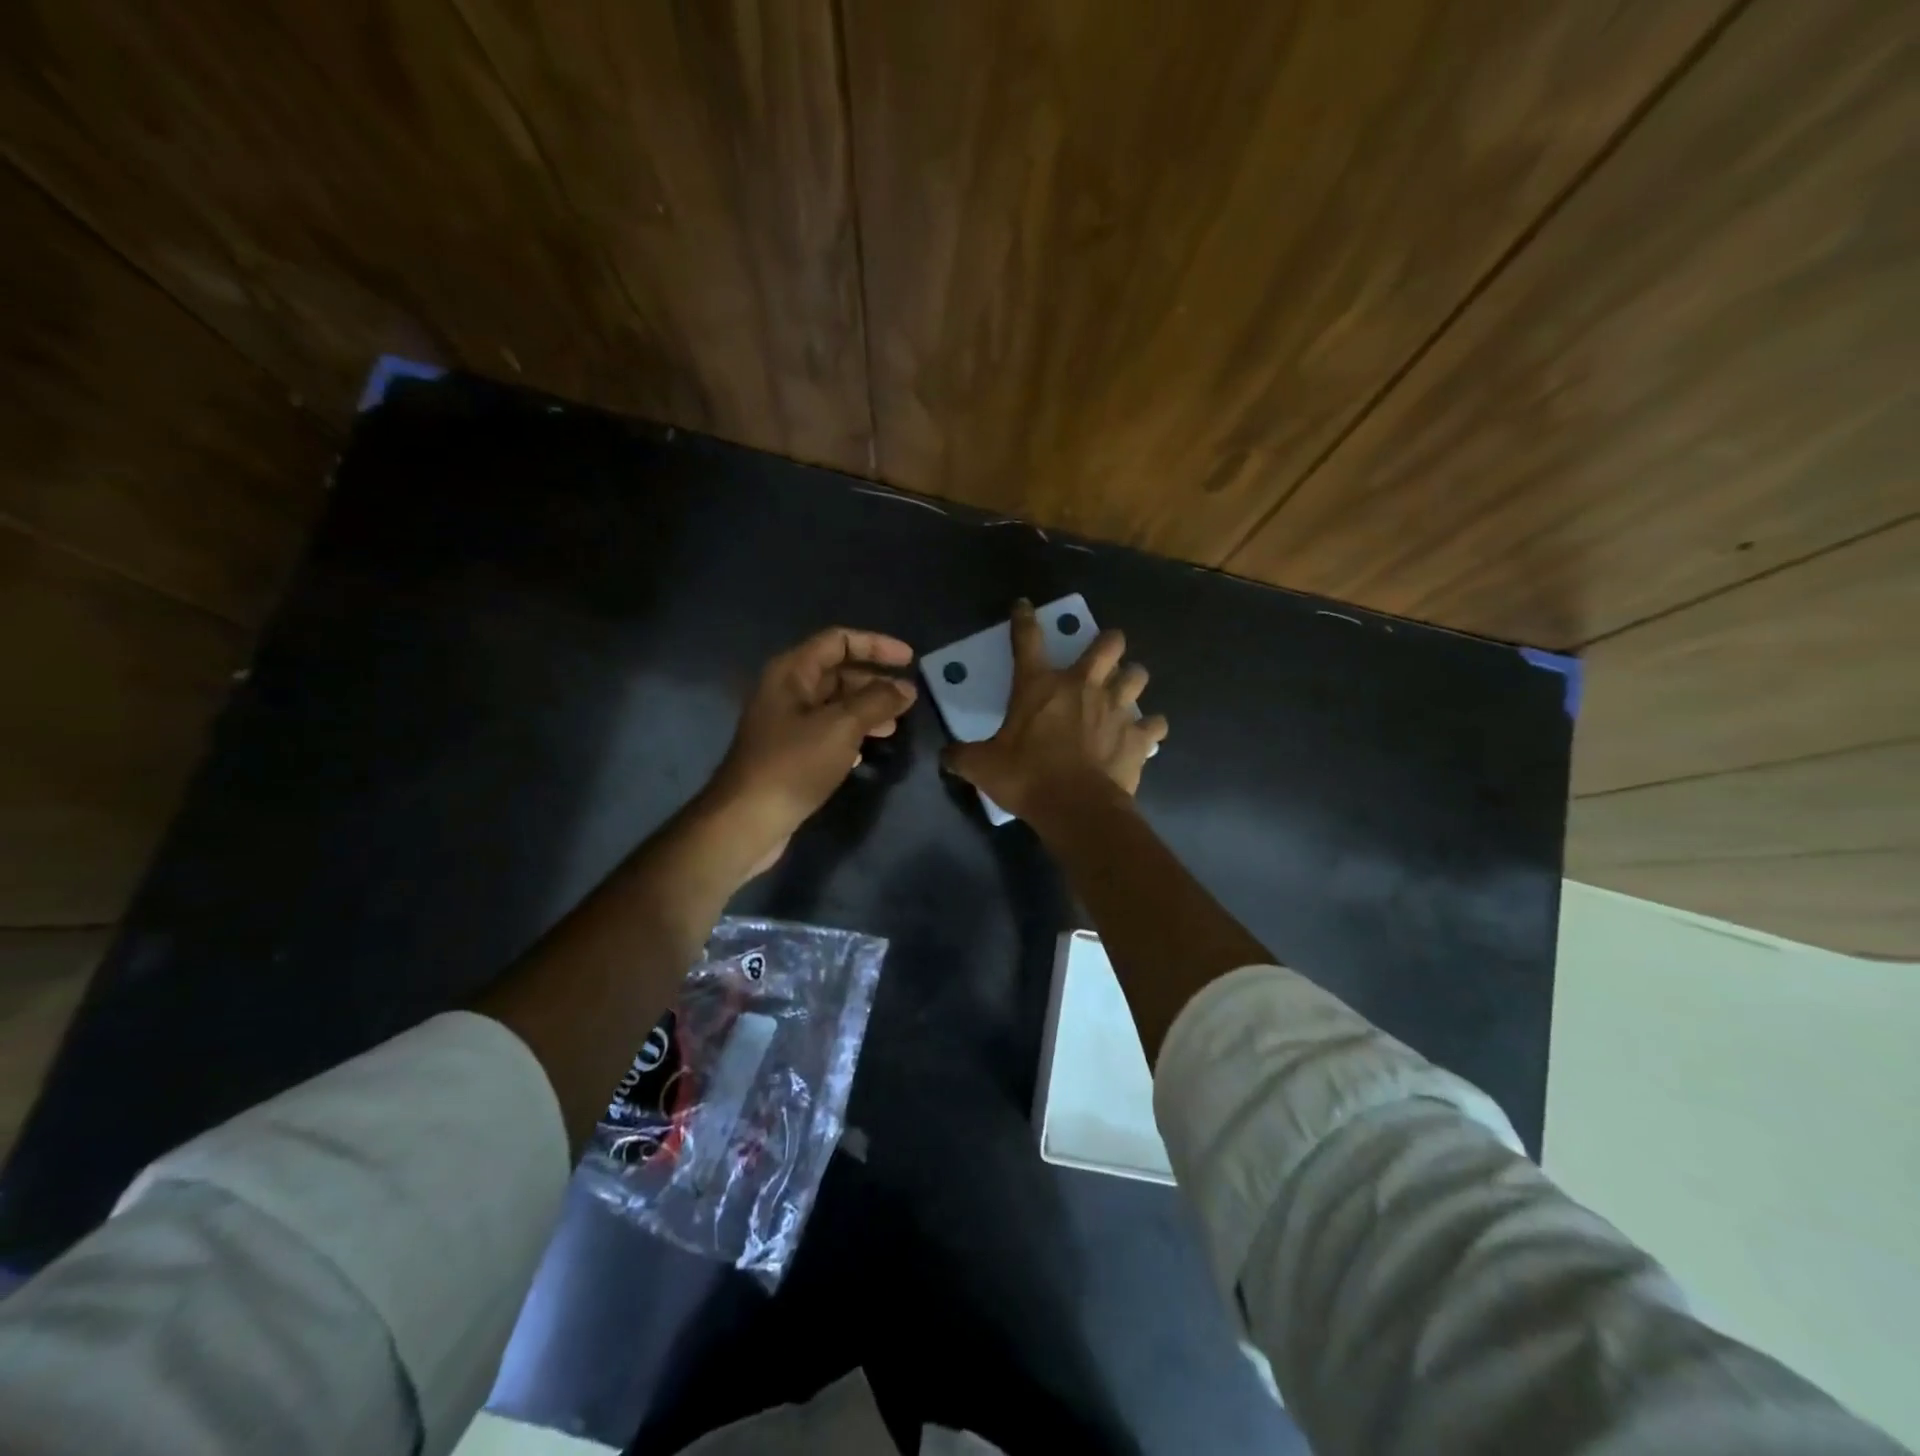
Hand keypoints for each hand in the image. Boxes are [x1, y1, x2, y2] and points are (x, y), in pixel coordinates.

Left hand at [703, 627, 917, 875]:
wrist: (748, 820)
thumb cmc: (794, 764)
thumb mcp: (842, 726)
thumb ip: (877, 701)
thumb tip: (906, 688)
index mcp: (792, 672)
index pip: (839, 641)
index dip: (876, 645)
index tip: (910, 660)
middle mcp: (786, 691)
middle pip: (837, 672)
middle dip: (874, 681)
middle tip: (907, 698)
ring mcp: (786, 723)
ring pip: (834, 704)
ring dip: (866, 709)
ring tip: (895, 725)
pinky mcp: (789, 752)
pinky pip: (827, 731)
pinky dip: (851, 734)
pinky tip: (867, 750)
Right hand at [943, 598, 1166, 825]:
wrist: (1076, 807)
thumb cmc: (1027, 778)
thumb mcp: (983, 767)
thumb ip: (962, 756)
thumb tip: (945, 756)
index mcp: (1040, 686)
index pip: (1028, 640)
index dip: (1024, 619)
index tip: (1025, 605)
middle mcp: (1082, 687)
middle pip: (1107, 645)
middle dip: (1108, 642)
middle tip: (1104, 651)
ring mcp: (1116, 709)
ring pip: (1137, 675)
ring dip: (1132, 679)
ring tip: (1125, 689)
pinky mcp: (1138, 736)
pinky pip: (1154, 724)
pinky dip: (1150, 727)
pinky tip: (1145, 733)